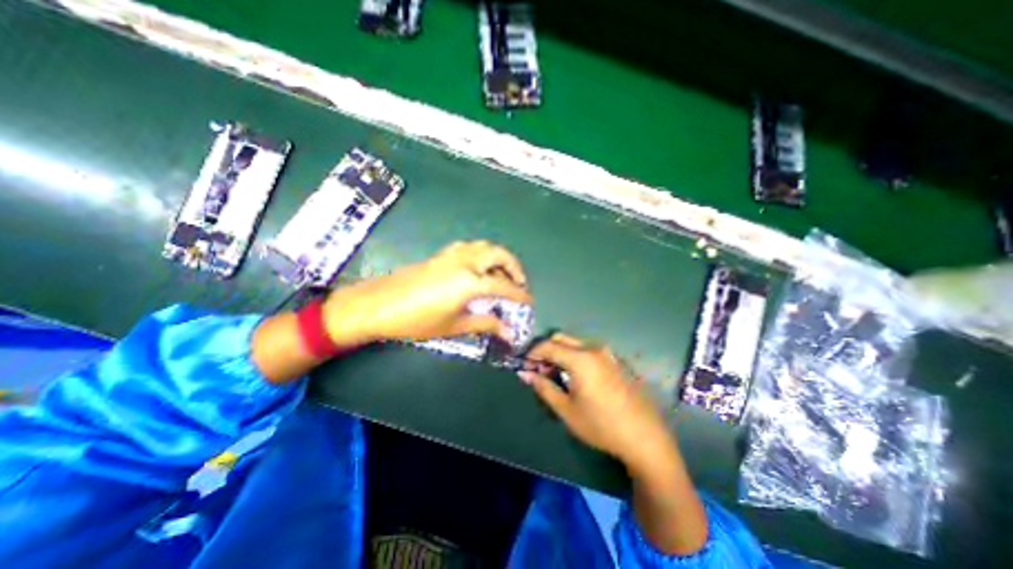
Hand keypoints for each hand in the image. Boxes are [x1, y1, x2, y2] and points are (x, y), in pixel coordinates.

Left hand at [325, 237, 533, 342]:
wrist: (378, 305)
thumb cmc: (416, 320)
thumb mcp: (454, 326)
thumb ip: (484, 324)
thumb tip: (508, 331)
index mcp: (469, 282)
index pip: (504, 285)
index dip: (519, 294)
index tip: (529, 301)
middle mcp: (465, 262)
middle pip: (499, 254)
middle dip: (514, 267)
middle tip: (518, 284)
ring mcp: (452, 255)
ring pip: (484, 246)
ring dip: (498, 258)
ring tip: (501, 275)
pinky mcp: (442, 254)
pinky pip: (470, 247)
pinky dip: (482, 254)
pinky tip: (478, 268)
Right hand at [522, 333, 670, 470]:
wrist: (644, 437)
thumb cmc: (601, 425)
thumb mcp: (567, 410)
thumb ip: (544, 387)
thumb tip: (525, 374)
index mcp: (580, 359)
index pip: (548, 345)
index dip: (533, 353)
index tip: (525, 366)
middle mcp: (594, 349)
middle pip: (561, 338)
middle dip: (546, 350)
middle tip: (540, 370)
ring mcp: (607, 353)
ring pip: (575, 344)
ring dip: (561, 353)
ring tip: (556, 374)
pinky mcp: (615, 360)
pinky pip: (588, 351)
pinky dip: (575, 357)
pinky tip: (576, 377)